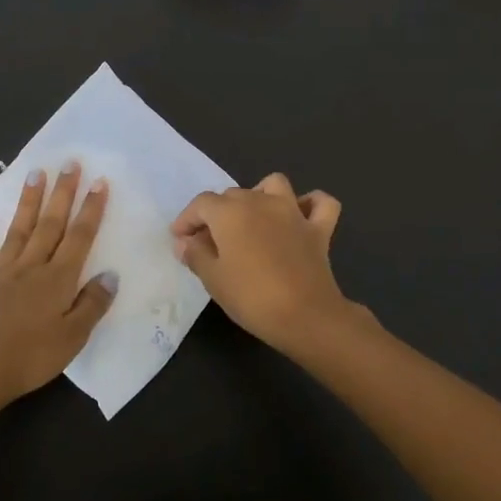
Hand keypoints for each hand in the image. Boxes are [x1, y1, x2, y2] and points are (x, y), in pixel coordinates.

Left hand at [0, 163, 116, 410]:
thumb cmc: (29, 360)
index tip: (98, 182)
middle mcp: (30, 267)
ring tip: (35, 173)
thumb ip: (92, 305)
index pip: (79, 237)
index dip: (90, 209)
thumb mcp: (73, 339)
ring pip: (18, 230)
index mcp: (57, 280)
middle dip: (62, 193)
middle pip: (50, 224)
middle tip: (69, 163)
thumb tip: (110, 275)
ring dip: (28, 201)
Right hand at [171, 172, 371, 357]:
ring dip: (260, 194)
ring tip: (252, 218)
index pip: (201, 204)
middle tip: (209, 241)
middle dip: (217, 213)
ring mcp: (293, 212)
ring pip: (274, 185)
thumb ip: (196, 255)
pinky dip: (310, 204)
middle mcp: (261, 201)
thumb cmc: (252, 297)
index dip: (187, 219)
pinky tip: (300, 216)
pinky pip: (320, 204)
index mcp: (231, 212)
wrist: (305, 316)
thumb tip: (185, 242)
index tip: (180, 239)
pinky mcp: (318, 229)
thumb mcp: (213, 280)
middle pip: (233, 195)